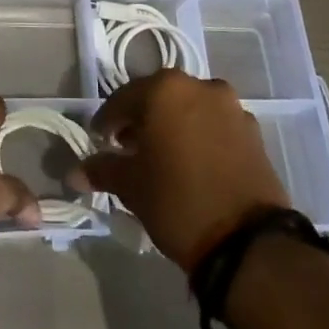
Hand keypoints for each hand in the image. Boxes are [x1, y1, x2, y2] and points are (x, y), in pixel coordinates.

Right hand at [78, 70, 289, 271]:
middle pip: (159, 98)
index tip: (99, 141)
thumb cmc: (178, 201)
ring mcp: (231, 107)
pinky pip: (216, 126)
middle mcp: (199, 86)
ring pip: (190, 109)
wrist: (248, 242)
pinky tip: (193, 165)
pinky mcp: (254, 133)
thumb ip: (102, 170)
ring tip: (163, 158)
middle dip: (142, 120)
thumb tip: (74, 171)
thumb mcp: (131, 187)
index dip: (107, 122)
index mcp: (165, 89)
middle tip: (128, 148)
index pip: (123, 99)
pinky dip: (200, 137)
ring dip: (173, 126)